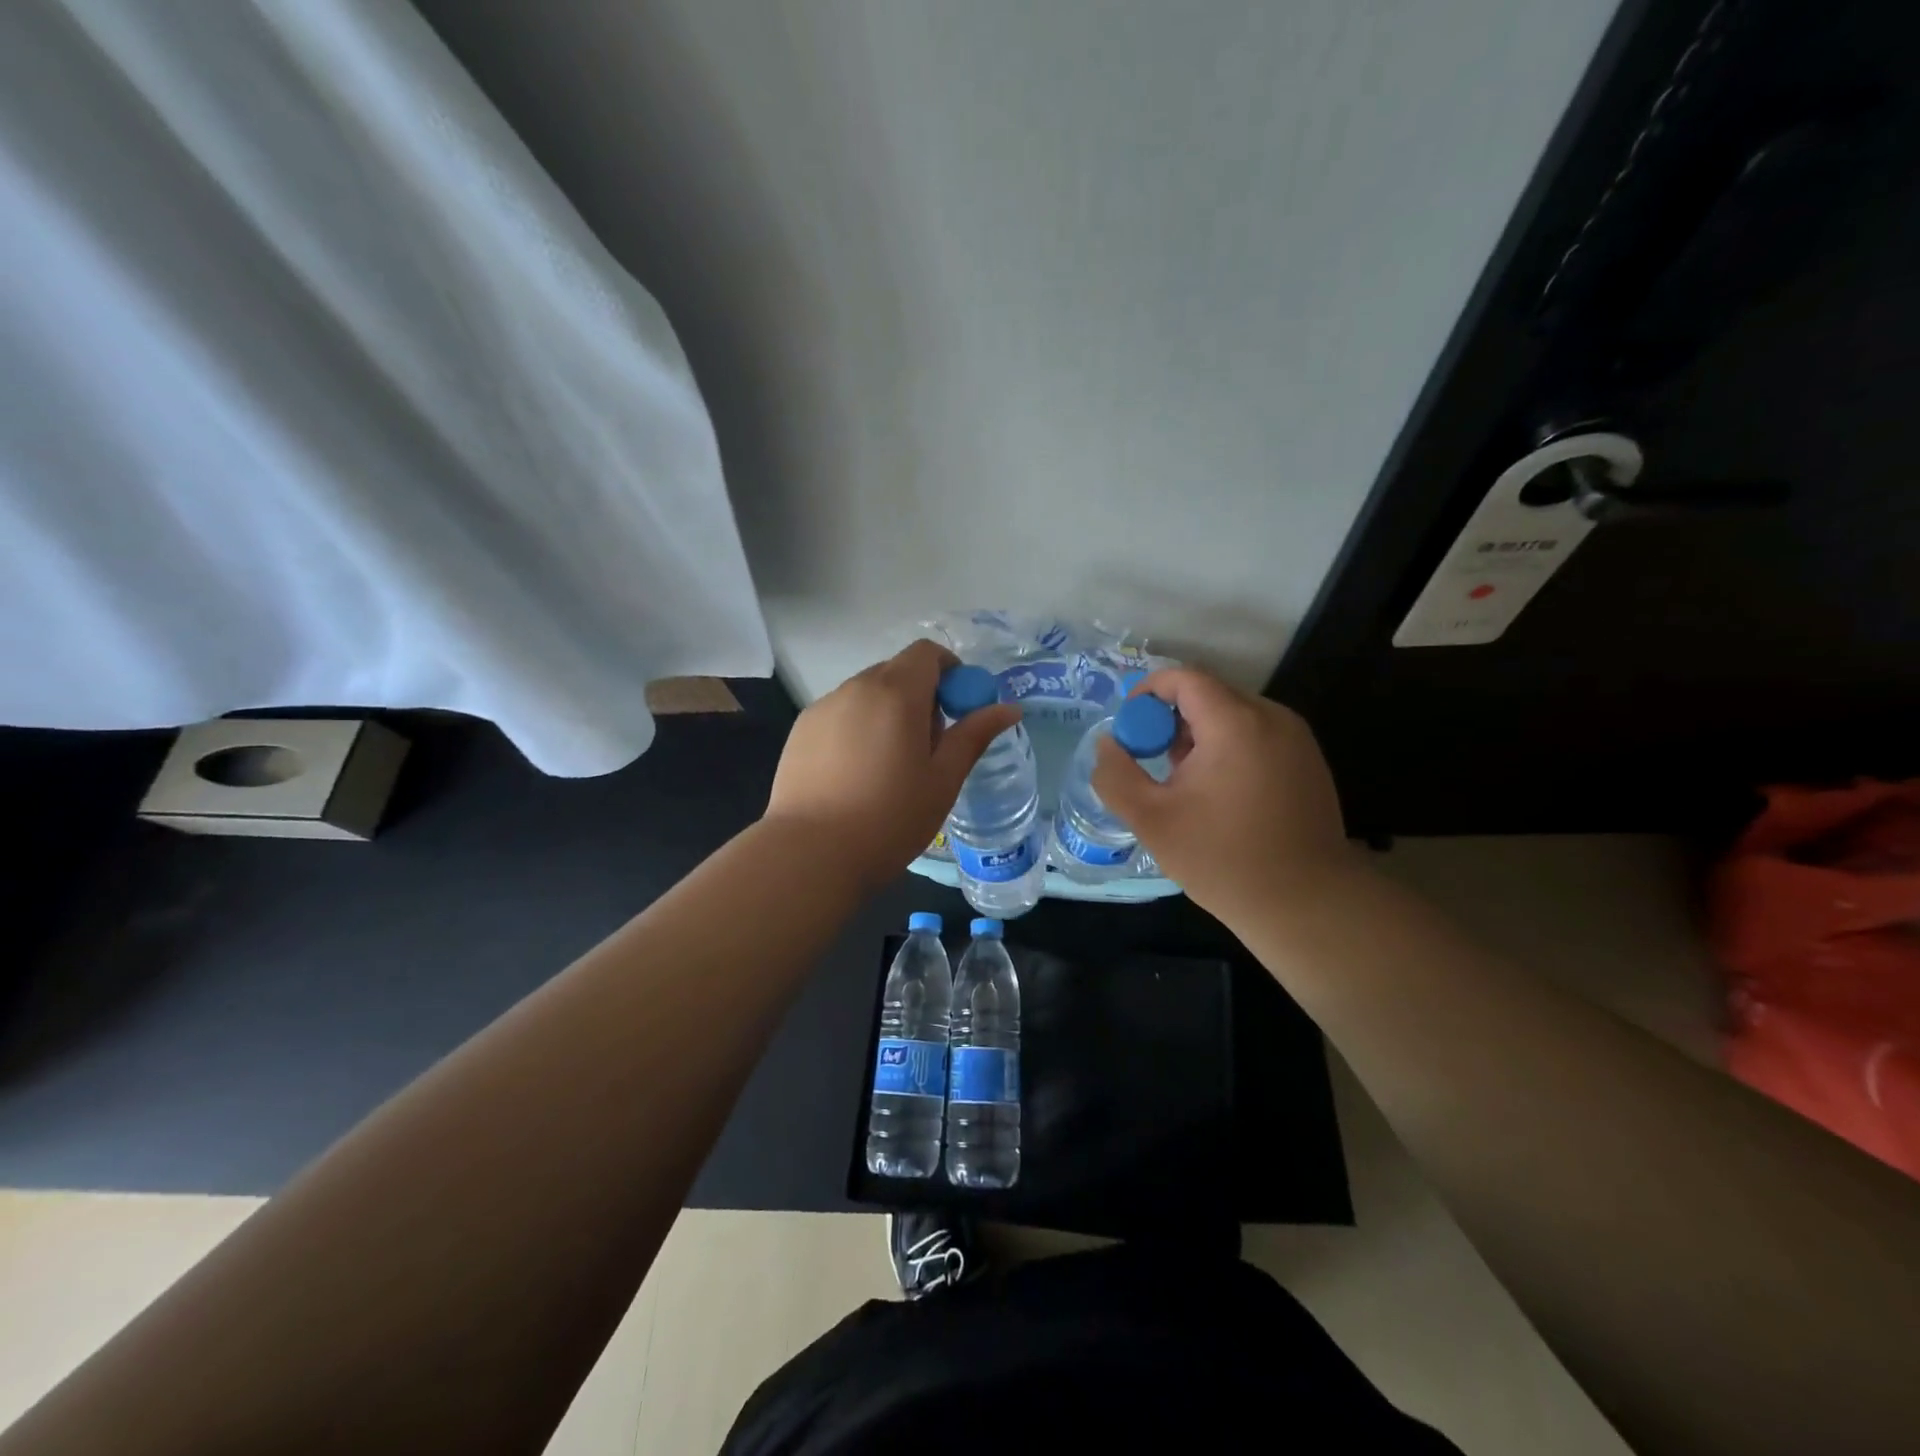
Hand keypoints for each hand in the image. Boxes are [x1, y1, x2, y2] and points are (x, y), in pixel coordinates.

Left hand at [765, 640, 1020, 888]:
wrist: (810, 853)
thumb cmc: (890, 818)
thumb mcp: (943, 779)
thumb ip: (974, 735)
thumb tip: (1009, 708)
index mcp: (896, 692)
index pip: (927, 653)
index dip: (949, 671)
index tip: (957, 709)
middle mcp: (856, 688)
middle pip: (896, 671)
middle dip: (920, 695)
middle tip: (928, 746)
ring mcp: (823, 707)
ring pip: (866, 694)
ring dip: (887, 712)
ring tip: (889, 766)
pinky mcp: (800, 730)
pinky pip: (840, 714)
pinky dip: (857, 728)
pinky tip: (855, 774)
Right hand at [1090, 667, 1354, 923]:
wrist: (1307, 904)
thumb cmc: (1223, 859)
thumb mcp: (1152, 820)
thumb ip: (1117, 775)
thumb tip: (1108, 743)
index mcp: (1235, 723)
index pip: (1183, 678)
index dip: (1147, 694)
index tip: (1129, 731)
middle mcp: (1272, 717)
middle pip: (1208, 695)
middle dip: (1172, 721)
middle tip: (1154, 764)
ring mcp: (1297, 739)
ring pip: (1233, 716)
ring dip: (1200, 737)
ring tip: (1186, 785)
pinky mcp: (1309, 762)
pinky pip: (1258, 736)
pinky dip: (1229, 749)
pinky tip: (1222, 796)